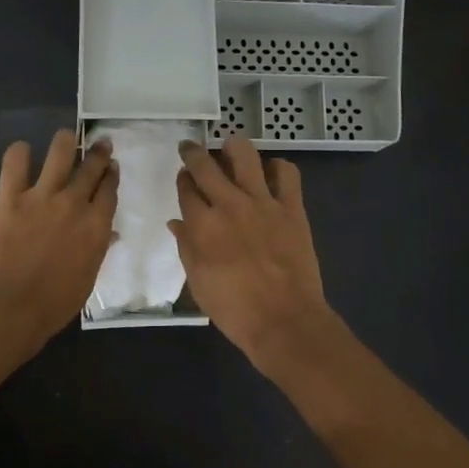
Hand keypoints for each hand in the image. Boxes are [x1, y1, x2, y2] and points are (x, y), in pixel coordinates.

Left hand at [0, 130, 117, 355]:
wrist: (11, 305)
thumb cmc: (54, 303)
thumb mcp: (87, 278)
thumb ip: (97, 250)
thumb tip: (108, 234)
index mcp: (96, 225)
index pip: (109, 190)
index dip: (111, 175)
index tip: (111, 166)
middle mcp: (74, 203)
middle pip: (91, 167)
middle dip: (97, 153)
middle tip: (99, 143)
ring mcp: (41, 196)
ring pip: (60, 153)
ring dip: (65, 141)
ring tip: (65, 137)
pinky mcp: (10, 196)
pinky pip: (15, 162)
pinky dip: (19, 152)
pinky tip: (21, 151)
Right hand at [169, 135, 336, 375]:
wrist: (283, 319)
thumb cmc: (234, 309)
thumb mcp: (198, 282)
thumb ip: (186, 247)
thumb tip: (177, 223)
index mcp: (202, 225)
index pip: (186, 189)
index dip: (182, 180)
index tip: (183, 178)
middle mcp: (229, 205)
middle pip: (206, 165)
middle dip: (194, 153)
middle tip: (191, 148)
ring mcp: (262, 203)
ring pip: (245, 156)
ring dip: (234, 147)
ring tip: (230, 149)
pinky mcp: (291, 208)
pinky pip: (287, 174)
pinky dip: (278, 168)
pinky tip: (272, 172)